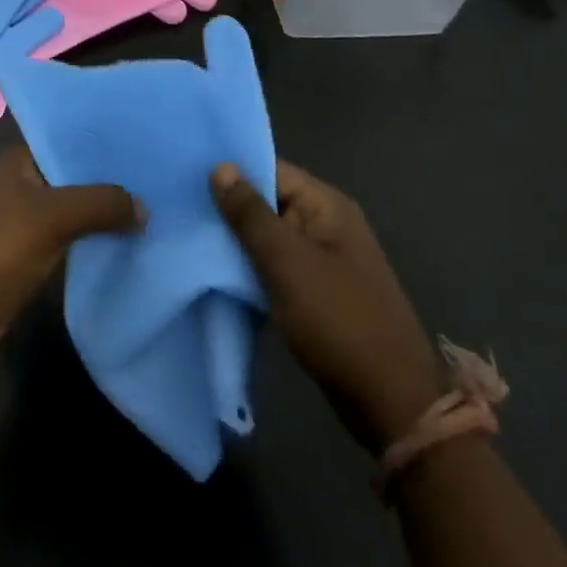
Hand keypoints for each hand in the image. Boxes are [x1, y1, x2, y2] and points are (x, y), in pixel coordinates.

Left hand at [0, 145, 140, 366]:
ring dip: (108, 210)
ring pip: (78, 206)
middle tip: (164, 175)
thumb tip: (144, 207)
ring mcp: (28, 217)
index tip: (150, 140)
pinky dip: (97, 236)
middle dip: (113, 178)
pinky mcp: (33, 250)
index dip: (107, 140)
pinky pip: (74, 235)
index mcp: (22, 158)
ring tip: (158, 204)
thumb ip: (100, 203)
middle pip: (77, 173)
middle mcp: (26, 180)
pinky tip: (132, 237)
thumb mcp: (52, 216)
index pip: (71, 137)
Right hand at [211, 160, 441, 454]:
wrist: (390, 401)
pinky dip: (248, 266)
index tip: (184, 171)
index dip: (231, 169)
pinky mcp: (315, 291)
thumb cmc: (338, 319)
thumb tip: (221, 166)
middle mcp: (326, 224)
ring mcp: (322, 259)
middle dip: (227, 205)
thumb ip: (250, 214)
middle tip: (176, 204)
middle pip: (268, 201)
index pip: (271, 169)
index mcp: (326, 205)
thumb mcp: (287, 261)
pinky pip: (274, 266)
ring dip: (234, 239)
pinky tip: (213, 269)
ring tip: (184, 232)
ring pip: (268, 236)